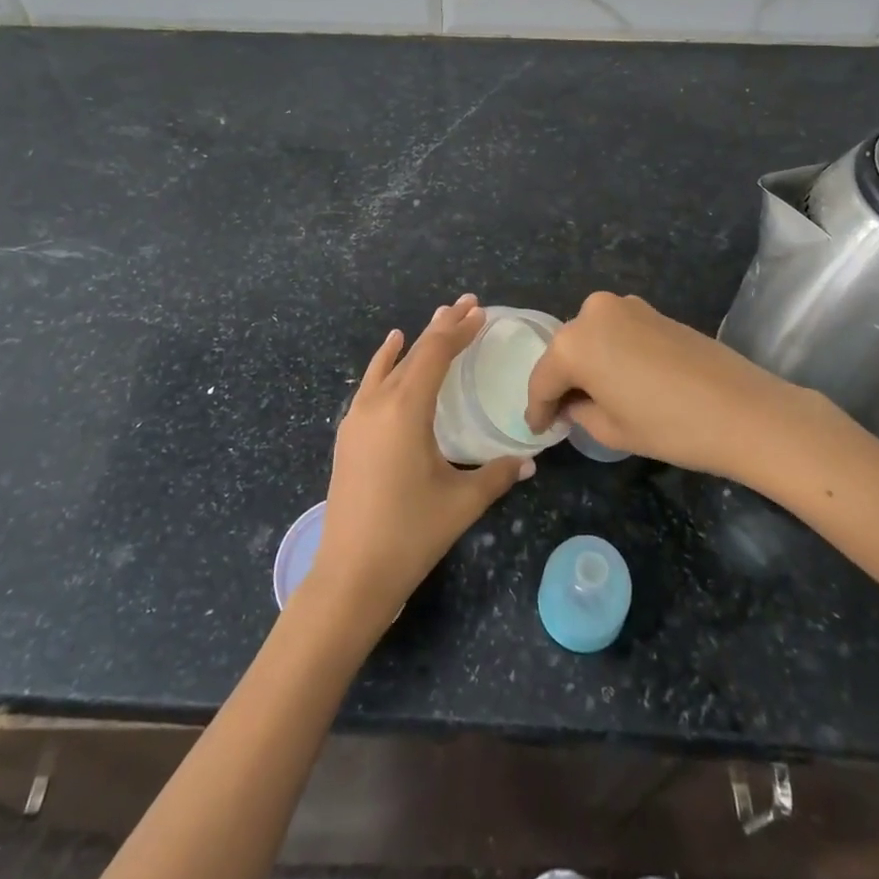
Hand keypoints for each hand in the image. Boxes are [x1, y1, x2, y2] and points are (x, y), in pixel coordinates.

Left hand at [311, 295, 533, 630]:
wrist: (350, 574)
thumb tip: (530, 460)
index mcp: (406, 410)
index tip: (480, 312)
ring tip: (437, 318)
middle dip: (442, 327)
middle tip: (467, 304)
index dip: (459, 331)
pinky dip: (386, 361)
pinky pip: (371, 382)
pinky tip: (391, 350)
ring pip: (390, 364)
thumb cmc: (410, 534)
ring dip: (416, 341)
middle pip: (414, 353)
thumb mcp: (461, 503)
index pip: (436, 355)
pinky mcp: (349, 433)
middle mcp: (378, 403)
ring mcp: (358, 417)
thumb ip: (497, 475)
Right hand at [524, 291, 842, 478]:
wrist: (743, 409)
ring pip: (590, 338)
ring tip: (593, 397)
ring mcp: (625, 306)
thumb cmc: (669, 426)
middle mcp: (592, 313)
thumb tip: (575, 403)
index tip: (537, 429)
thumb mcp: (611, 430)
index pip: (543, 379)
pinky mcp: (652, 310)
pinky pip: (616, 332)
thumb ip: (580, 413)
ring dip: (587, 364)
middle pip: (565, 351)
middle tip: (563, 413)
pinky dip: (611, 353)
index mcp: (573, 343)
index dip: (538, 408)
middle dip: (562, 381)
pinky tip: (621, 379)